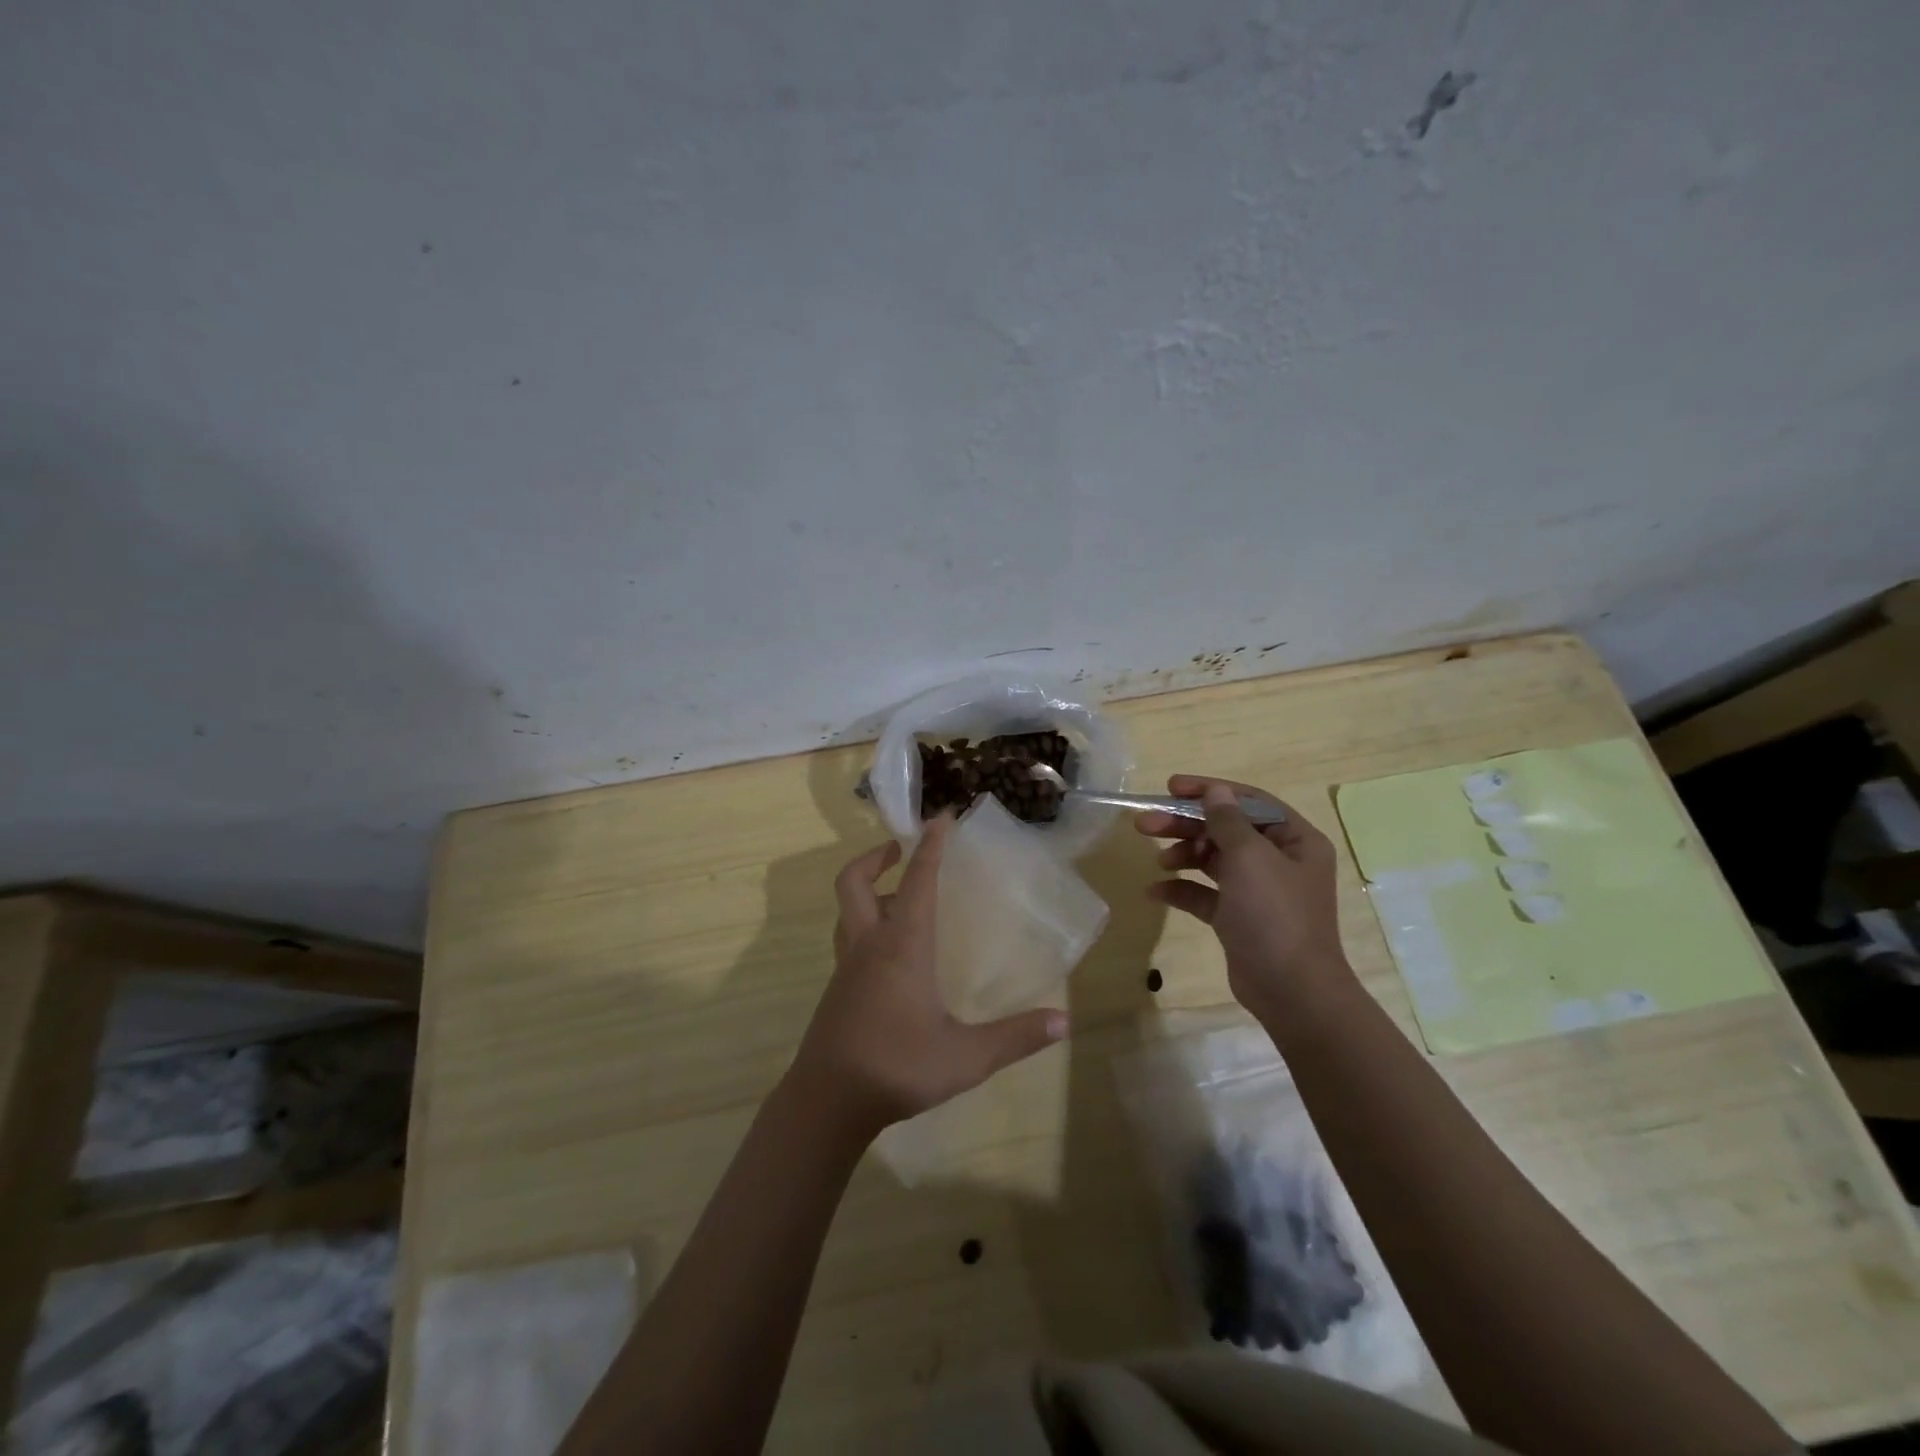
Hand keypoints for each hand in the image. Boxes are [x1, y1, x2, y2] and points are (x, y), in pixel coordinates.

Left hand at [787, 815, 1067, 1139]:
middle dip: (876, 857)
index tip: (942, 817)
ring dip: (867, 890)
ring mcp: (846, 968)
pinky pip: (848, 940)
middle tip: (900, 850)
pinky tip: (891, 955)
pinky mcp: (837, 990)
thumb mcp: (965, 1057)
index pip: (918, 881)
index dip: (931, 846)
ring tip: (897, 895)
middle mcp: (869, 946)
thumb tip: (1063, 1021)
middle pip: (854, 882)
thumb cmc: (896, 1067)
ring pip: (846, 911)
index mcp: (901, 946)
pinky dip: (864, 925)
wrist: (827, 1102)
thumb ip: (1014, 1037)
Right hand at [1136, 776, 1349, 1017]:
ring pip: (1214, 859)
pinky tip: (1156, 892)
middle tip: (1145, 823)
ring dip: (1183, 854)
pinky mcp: (1239, 918)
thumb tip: (1215, 791)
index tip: (1170, 788)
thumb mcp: (1250, 859)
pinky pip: (1206, 894)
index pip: (1248, 801)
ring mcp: (1258, 891)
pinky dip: (1183, 889)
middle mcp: (1279, 860)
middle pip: (1225, 829)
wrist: (1292, 991)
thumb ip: (1228, 821)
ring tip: (1157, 860)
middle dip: (1185, 824)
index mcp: (1295, 840)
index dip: (1209, 790)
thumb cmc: (1275, 915)